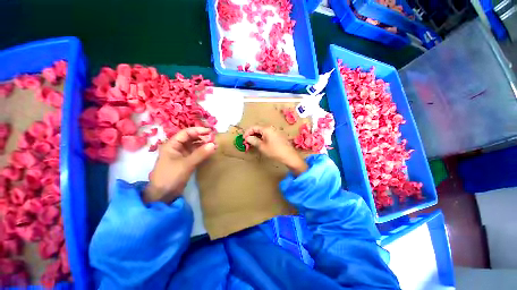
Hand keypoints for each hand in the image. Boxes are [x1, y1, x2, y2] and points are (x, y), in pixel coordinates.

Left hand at [145, 127, 216, 203]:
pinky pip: (196, 153)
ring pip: (194, 146)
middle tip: (214, 139)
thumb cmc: (170, 176)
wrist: (163, 195)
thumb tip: (214, 144)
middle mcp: (177, 147)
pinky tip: (210, 151)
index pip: (186, 133)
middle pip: (191, 138)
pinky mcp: (186, 161)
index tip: (210, 132)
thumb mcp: (186, 164)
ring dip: (204, 145)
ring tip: (215, 145)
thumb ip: (200, 154)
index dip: (198, 131)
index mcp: (172, 145)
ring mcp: (182, 155)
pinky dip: (203, 152)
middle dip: (202, 138)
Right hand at [244, 126, 307, 175]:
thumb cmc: (274, 151)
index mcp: (266, 129)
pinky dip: (262, 137)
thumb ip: (253, 140)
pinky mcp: (278, 136)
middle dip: (252, 134)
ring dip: (257, 136)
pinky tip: (261, 143)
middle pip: (258, 128)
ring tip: (253, 143)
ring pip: (263, 132)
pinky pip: (268, 134)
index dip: (247, 132)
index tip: (243, 139)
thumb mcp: (262, 146)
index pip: (254, 127)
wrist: (289, 156)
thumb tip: (247, 137)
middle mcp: (271, 128)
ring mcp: (275, 131)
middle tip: (247, 141)